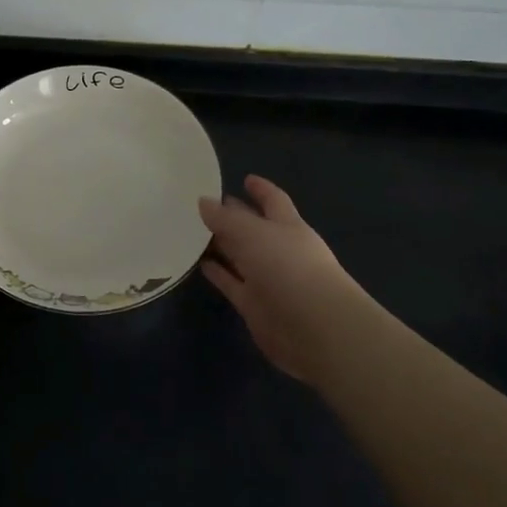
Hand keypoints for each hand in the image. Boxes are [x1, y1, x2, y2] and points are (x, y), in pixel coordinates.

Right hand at [199, 175, 366, 385]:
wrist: (315, 328)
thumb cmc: (289, 268)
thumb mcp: (253, 233)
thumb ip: (226, 218)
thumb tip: (203, 201)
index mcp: (288, 226)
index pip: (274, 201)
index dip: (261, 189)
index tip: (245, 178)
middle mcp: (279, 250)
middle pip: (253, 228)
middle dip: (234, 215)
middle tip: (204, 204)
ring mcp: (267, 279)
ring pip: (240, 256)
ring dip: (221, 245)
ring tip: (192, 232)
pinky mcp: (254, 306)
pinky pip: (232, 284)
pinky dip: (218, 273)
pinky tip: (199, 264)